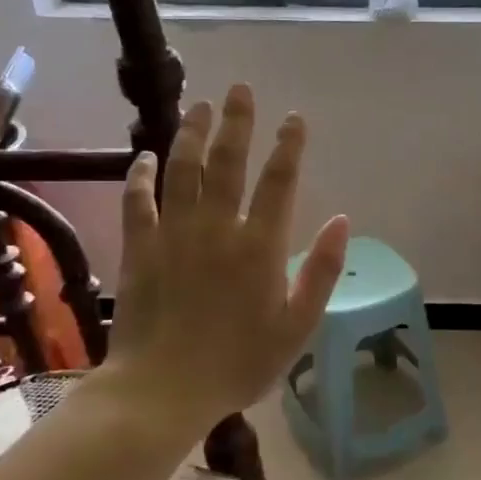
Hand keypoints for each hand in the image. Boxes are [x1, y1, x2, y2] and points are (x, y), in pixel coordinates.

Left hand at [102, 83, 348, 432]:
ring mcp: (174, 235)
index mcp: (261, 246)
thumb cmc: (240, 363)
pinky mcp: (140, 249)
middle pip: (228, 162)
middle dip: (237, 122)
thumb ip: (322, 271)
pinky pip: (139, 201)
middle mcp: (218, 228)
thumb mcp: (298, 326)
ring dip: (192, 134)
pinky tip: (147, 157)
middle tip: (240, 89)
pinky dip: (142, 175)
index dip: (289, 145)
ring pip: (183, 170)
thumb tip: (342, 219)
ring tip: (200, 105)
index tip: (294, 118)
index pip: (279, 181)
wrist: (163, 390)